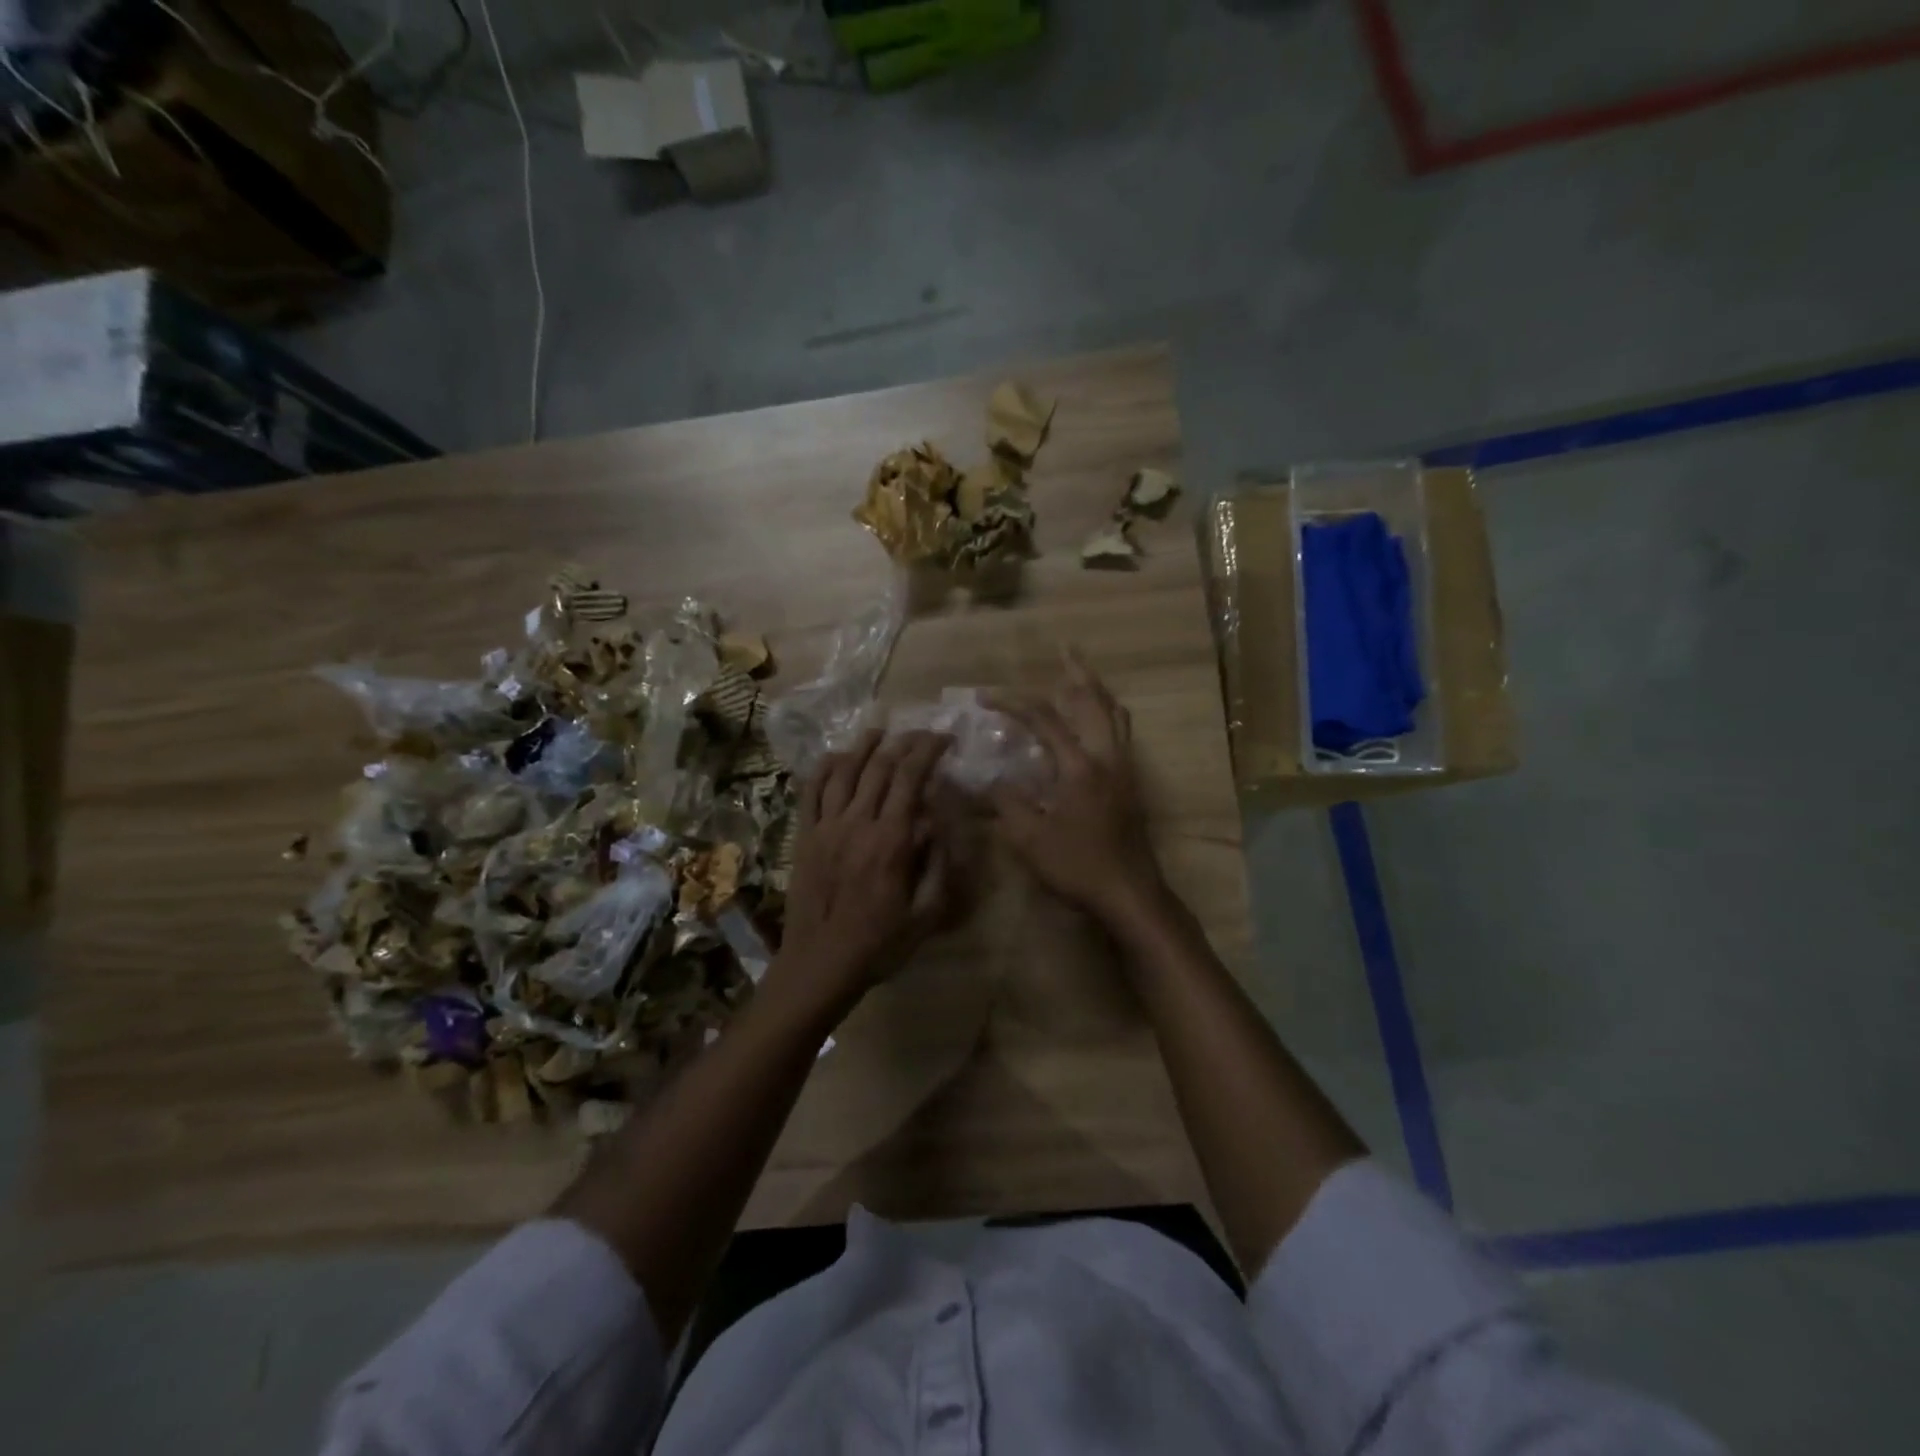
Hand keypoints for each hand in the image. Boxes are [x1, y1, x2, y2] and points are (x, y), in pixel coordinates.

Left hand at [773, 729, 962, 1015]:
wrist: (819, 965)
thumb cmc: (879, 944)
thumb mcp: (926, 914)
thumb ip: (938, 865)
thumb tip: (938, 822)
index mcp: (890, 841)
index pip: (910, 778)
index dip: (928, 750)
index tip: (944, 739)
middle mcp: (857, 823)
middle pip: (879, 767)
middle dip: (904, 742)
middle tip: (921, 734)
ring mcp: (825, 827)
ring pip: (844, 771)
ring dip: (864, 746)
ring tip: (880, 731)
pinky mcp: (803, 836)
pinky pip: (811, 792)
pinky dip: (824, 768)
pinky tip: (836, 757)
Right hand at [987, 653, 1169, 929]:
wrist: (1130, 894)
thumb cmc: (1078, 866)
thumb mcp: (1030, 839)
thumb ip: (1008, 803)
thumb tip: (993, 780)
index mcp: (1080, 767)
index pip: (1044, 720)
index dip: (1012, 702)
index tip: (985, 696)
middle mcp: (1108, 758)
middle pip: (1095, 701)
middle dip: (1078, 672)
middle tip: (1065, 649)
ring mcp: (1125, 769)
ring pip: (1116, 715)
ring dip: (1097, 691)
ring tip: (1080, 677)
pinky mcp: (1132, 784)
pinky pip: (1121, 733)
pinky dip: (1106, 714)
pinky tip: (1093, 723)